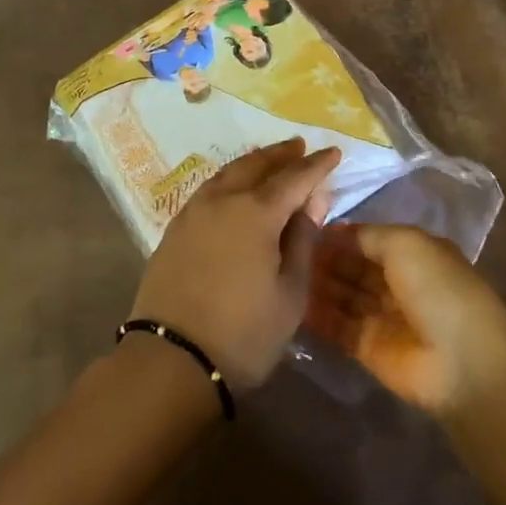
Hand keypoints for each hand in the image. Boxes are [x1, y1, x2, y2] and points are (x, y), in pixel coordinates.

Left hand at [130, 138, 339, 391]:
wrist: (172, 358)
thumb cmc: (243, 333)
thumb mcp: (289, 295)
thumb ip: (301, 241)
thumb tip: (312, 201)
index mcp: (257, 213)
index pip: (294, 178)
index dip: (316, 165)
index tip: (333, 152)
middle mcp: (224, 200)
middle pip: (256, 164)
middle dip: (281, 154)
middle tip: (299, 146)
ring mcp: (195, 211)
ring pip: (229, 172)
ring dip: (253, 162)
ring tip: (268, 159)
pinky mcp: (176, 227)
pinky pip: (209, 188)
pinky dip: (229, 178)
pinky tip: (233, 187)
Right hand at [306, 223, 505, 416]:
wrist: (462, 364)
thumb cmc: (437, 288)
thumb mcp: (405, 243)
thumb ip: (367, 235)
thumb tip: (335, 232)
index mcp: (412, 253)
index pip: (367, 239)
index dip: (339, 234)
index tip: (304, 225)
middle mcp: (397, 282)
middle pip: (353, 266)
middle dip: (325, 258)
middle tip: (287, 249)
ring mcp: (383, 317)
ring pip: (344, 294)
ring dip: (318, 284)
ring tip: (284, 272)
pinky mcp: (369, 350)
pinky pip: (338, 327)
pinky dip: (318, 315)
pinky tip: (292, 302)